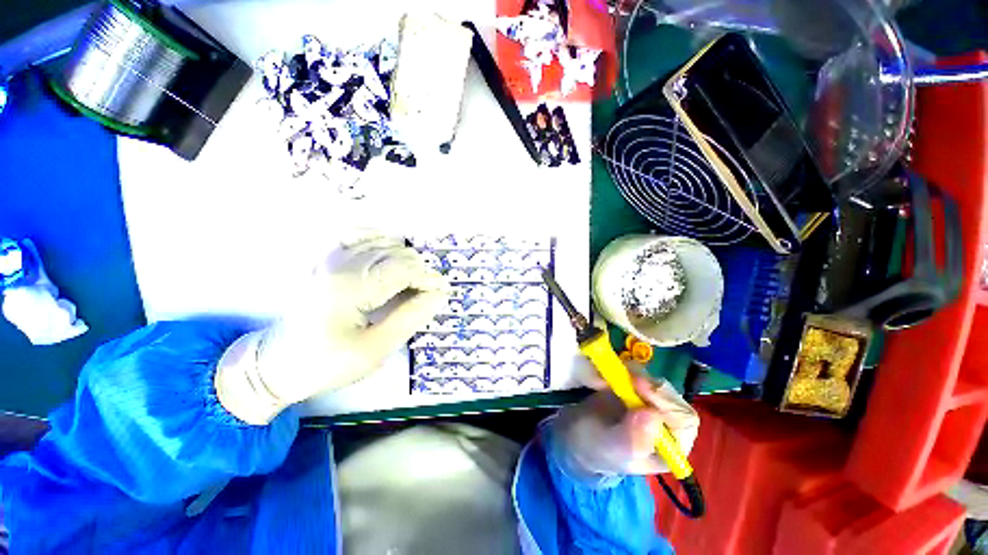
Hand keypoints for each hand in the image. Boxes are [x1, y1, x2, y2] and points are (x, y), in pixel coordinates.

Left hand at [216, 236, 449, 423]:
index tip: (443, 291)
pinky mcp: (326, 261)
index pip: (402, 269)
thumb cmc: (327, 363)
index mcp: (350, 289)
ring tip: (413, 279)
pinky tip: (390, 251)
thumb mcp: (375, 350)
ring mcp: (330, 260)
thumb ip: (409, 318)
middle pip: (395, 253)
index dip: (428, 278)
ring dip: (405, 258)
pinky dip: (379, 239)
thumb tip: (437, 296)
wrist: (276, 364)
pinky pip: (357, 236)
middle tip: (429, 291)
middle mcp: (340, 266)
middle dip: (419, 270)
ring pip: (381, 243)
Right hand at [551, 376, 698, 478]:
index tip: (641, 389)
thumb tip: (653, 416)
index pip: (684, 422)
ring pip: (658, 382)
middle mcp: (667, 425)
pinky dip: (628, 369)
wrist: (577, 433)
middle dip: (653, 386)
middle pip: (673, 397)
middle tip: (631, 378)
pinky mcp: (636, 389)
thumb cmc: (596, 448)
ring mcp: (651, 404)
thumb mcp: (611, 448)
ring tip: (617, 377)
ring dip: (639, 375)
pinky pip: (641, 373)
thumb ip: (632, 438)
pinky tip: (612, 375)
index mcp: (670, 448)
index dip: (666, 402)